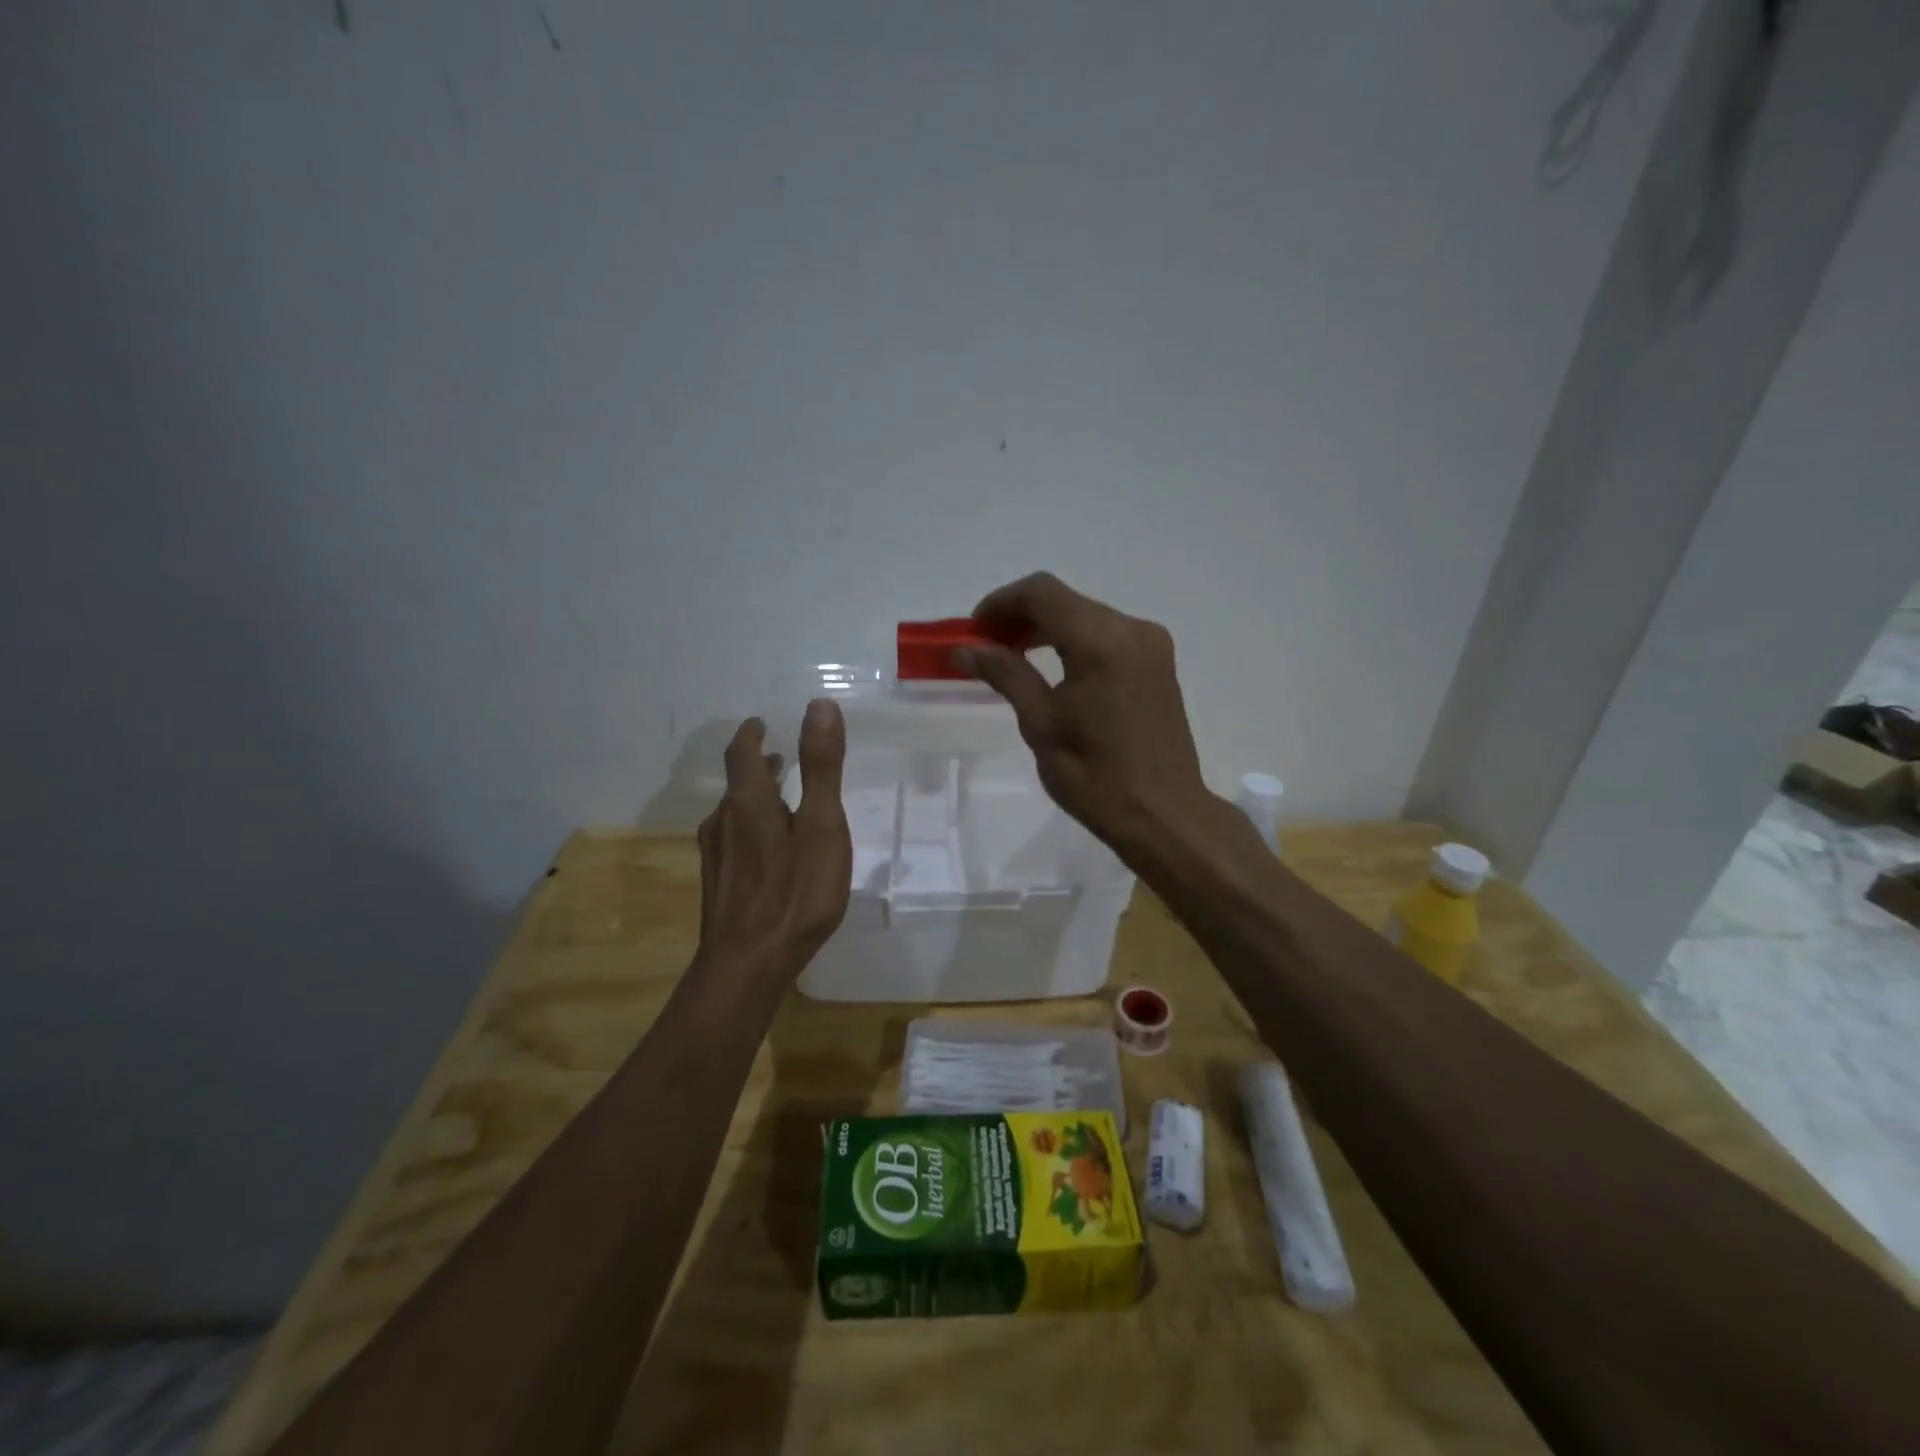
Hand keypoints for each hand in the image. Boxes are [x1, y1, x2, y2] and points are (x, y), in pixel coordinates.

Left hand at [696, 699, 851, 983]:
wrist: (748, 965)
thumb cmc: (794, 892)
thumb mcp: (821, 825)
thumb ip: (821, 767)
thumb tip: (820, 705)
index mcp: (748, 802)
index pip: (741, 751)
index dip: (751, 733)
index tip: (762, 723)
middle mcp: (723, 822)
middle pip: (737, 783)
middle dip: (757, 766)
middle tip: (781, 759)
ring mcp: (716, 856)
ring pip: (733, 814)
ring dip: (755, 798)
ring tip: (781, 802)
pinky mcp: (718, 885)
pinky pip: (733, 841)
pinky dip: (752, 828)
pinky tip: (770, 852)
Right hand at [957, 572, 1213, 855]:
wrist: (1163, 814)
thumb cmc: (1095, 777)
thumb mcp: (1040, 724)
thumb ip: (1005, 674)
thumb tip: (964, 650)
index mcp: (1102, 642)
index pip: (1042, 593)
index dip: (1001, 603)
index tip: (973, 631)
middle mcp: (1132, 629)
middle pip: (1065, 600)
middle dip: (1021, 616)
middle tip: (986, 647)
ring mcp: (1150, 644)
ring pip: (1085, 615)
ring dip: (1046, 628)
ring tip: (1012, 658)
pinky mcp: (1158, 661)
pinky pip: (1106, 635)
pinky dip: (1073, 641)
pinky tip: (1052, 668)